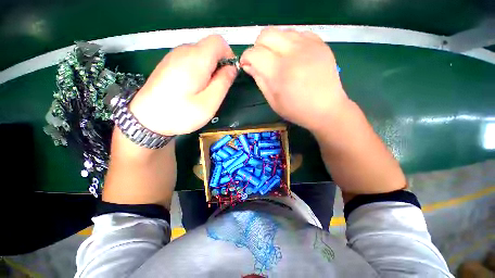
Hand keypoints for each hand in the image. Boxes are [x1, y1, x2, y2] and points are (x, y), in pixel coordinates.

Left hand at [129, 35, 237, 135]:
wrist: (146, 120)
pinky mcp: (168, 64)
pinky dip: (198, 71)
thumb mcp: (209, 102)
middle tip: (216, 88)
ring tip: (204, 90)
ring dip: (208, 70)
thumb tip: (232, 68)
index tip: (229, 74)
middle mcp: (183, 52)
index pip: (218, 42)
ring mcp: (174, 57)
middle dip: (218, 65)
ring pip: (200, 55)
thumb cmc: (181, 113)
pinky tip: (192, 88)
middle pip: (209, 48)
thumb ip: (223, 82)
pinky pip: (190, 61)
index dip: (229, 55)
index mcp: (196, 59)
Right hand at [240, 27, 348, 132]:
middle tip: (262, 60)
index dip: (246, 57)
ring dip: (274, 44)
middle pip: (266, 34)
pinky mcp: (320, 43)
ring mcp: (309, 45)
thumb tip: (248, 65)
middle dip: (258, 46)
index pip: (254, 52)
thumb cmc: (296, 110)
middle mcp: (293, 53)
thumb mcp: (273, 101)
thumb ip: (259, 80)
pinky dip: (290, 42)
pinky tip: (293, 56)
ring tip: (278, 59)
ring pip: (281, 31)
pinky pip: (298, 33)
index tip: (247, 64)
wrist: (326, 109)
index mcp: (279, 72)